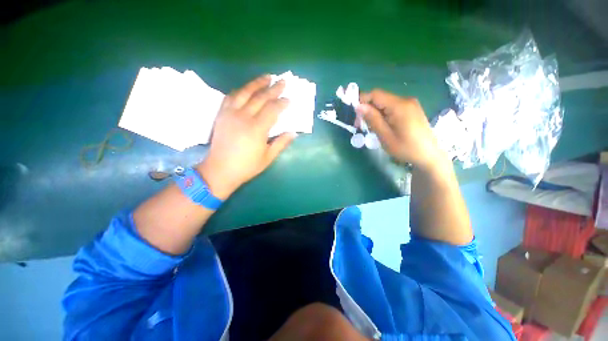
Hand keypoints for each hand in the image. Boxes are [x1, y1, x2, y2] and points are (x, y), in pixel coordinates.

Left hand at [197, 75, 296, 198]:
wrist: (220, 170)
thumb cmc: (246, 166)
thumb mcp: (268, 157)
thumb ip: (281, 143)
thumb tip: (293, 133)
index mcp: (257, 129)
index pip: (272, 109)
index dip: (282, 103)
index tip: (289, 99)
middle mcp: (244, 117)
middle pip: (261, 98)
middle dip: (273, 88)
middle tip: (282, 81)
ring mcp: (230, 114)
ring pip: (245, 92)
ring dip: (257, 83)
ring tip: (267, 77)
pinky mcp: (222, 114)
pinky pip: (231, 97)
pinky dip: (241, 90)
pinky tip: (246, 88)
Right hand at [357, 89, 444, 169]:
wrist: (429, 155)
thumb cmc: (406, 148)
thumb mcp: (385, 136)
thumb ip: (373, 119)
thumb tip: (358, 106)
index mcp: (399, 106)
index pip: (375, 94)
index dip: (362, 100)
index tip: (354, 115)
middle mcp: (405, 100)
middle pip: (380, 98)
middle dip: (367, 109)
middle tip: (361, 125)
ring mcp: (410, 104)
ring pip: (385, 103)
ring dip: (374, 113)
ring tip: (372, 128)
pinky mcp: (411, 109)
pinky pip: (392, 107)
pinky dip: (383, 114)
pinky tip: (382, 126)